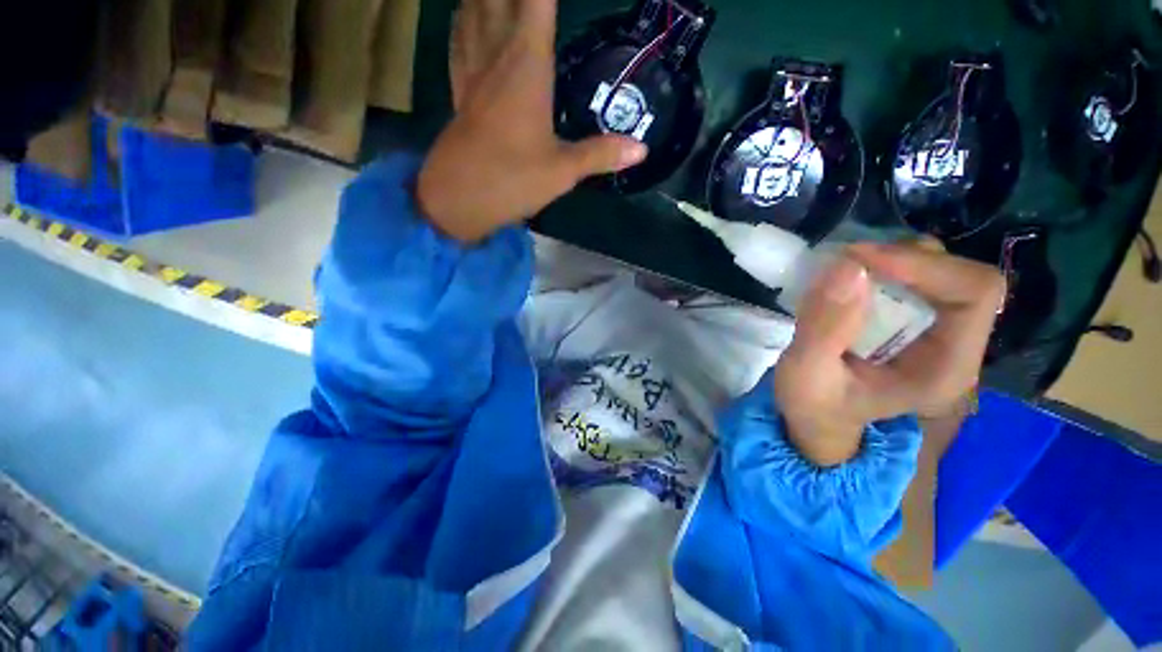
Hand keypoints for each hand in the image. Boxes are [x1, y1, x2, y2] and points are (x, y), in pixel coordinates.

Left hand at [418, 0, 647, 241]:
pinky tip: (465, 14)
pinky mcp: (459, 90)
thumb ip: (601, 154)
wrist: (458, 199)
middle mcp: (497, 56)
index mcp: (527, 66)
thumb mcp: (563, 171)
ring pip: (473, 9)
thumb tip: (642, 149)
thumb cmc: (512, 180)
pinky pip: (458, 40)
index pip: (537, 2)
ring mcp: (472, 71)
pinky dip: (463, 19)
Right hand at [773, 241, 1004, 466]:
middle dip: (902, 259)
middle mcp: (955, 346)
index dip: (923, 266)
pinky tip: (846, 280)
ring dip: (890, 259)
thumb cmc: (813, 405)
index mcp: (946, 368)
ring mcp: (937, 333)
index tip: (858, 259)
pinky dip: (880, 267)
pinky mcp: (913, 323)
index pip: (974, 294)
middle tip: (843, 262)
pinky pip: (912, 277)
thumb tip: (848, 266)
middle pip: (959, 276)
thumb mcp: (806, 373)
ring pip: (937, 270)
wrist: (816, 419)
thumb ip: (824, 327)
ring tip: (841, 270)